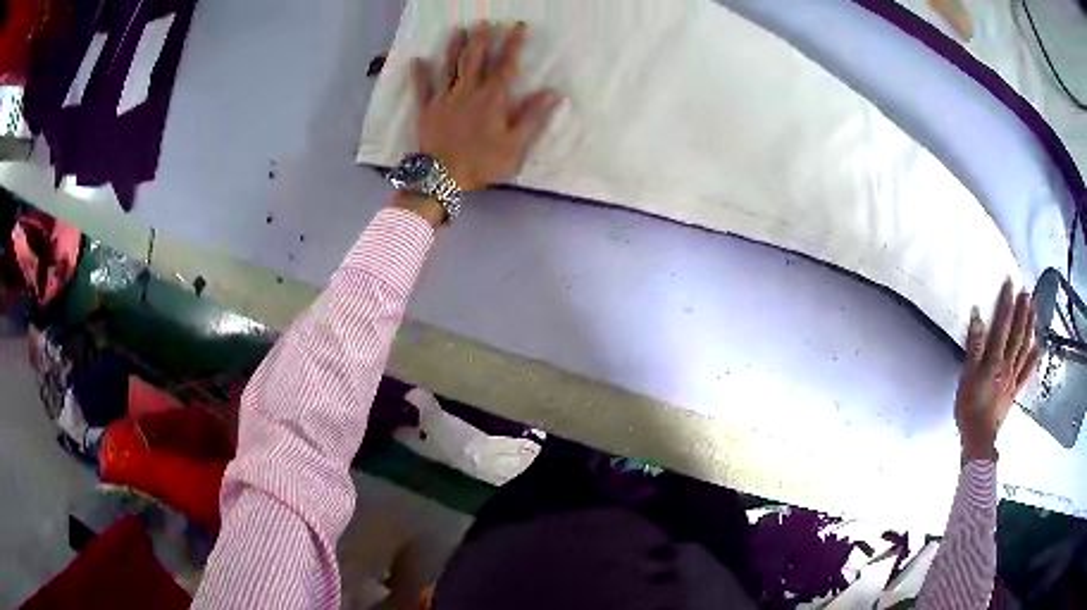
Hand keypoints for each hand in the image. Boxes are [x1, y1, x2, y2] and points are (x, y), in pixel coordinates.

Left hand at [410, 21, 561, 191]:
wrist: (442, 177)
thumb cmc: (481, 162)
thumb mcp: (515, 145)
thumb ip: (533, 117)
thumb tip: (554, 93)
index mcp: (492, 99)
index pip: (506, 65)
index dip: (513, 44)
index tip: (519, 26)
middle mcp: (468, 91)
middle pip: (475, 60)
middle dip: (481, 39)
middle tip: (484, 21)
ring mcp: (445, 99)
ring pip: (450, 67)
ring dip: (454, 47)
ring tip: (458, 30)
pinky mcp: (426, 109)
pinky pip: (422, 88)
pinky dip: (419, 74)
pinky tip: (416, 60)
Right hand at [955, 280, 1041, 461]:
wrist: (978, 439)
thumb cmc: (970, 408)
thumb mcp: (966, 377)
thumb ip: (974, 347)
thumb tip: (977, 316)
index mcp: (994, 360)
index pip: (1002, 326)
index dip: (1006, 304)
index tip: (1010, 284)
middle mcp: (1007, 365)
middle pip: (1017, 335)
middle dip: (1022, 312)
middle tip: (1027, 292)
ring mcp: (1013, 378)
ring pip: (1024, 349)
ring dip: (1030, 328)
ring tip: (1034, 310)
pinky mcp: (1015, 390)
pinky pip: (1027, 372)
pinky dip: (1034, 358)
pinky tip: (1039, 347)